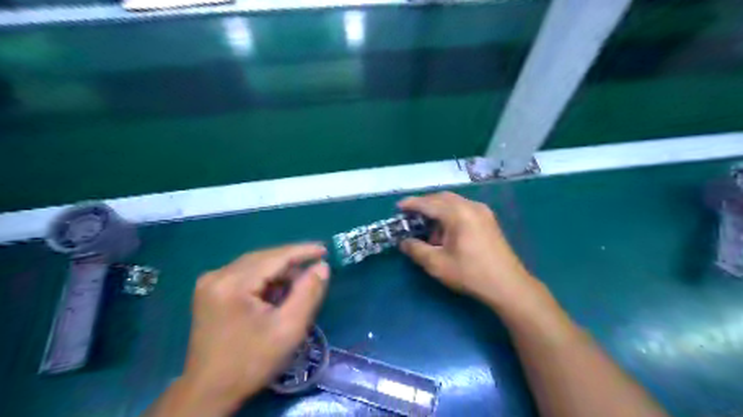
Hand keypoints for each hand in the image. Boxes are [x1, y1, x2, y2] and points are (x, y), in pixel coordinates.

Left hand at [177, 244, 328, 413]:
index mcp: (233, 284)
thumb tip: (321, 266)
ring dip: (278, 272)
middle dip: (291, 262)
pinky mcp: (209, 291)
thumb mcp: (289, 329)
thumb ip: (309, 293)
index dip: (303, 251)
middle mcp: (217, 275)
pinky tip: (276, 293)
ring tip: (299, 285)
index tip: (325, 250)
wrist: (209, 391)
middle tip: (316, 268)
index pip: (275, 257)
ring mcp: (210, 282)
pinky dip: (264, 279)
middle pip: (264, 258)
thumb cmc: (252, 361)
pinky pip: (244, 274)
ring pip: (254, 265)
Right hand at [400, 191, 540, 311]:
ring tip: (428, 229)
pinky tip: (447, 231)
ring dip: (438, 210)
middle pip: (442, 198)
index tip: (398, 207)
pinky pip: (464, 208)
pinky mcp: (488, 219)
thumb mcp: (437, 264)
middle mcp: (471, 206)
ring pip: (454, 202)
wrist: (508, 285)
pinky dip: (450, 214)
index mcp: (458, 214)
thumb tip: (404, 242)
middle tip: (411, 215)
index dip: (412, 204)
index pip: (429, 203)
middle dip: (425, 204)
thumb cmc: (470, 274)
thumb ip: (416, 250)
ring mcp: (482, 211)